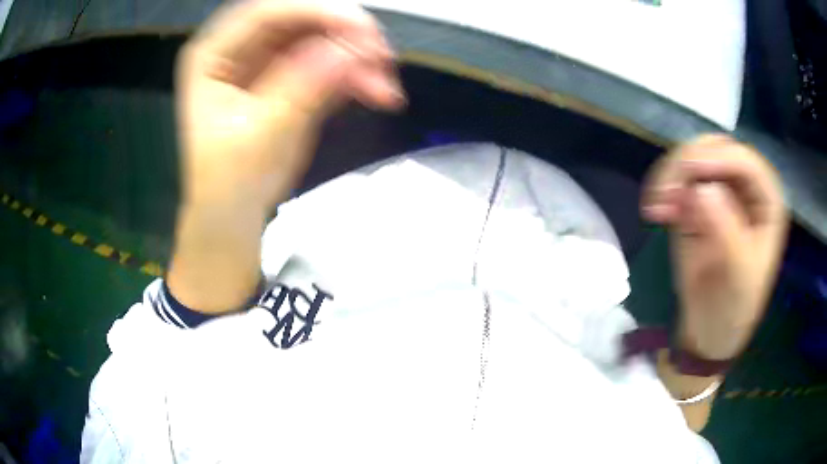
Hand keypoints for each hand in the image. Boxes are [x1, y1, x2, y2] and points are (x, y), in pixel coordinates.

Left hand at [168, 0, 403, 312]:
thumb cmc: (231, 181)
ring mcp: (269, 62)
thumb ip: (303, 87)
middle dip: (344, 35)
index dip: (315, 12)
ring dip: (358, 59)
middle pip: (299, 21)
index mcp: (213, 56)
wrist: (236, 214)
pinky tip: (378, 93)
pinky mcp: (293, 78)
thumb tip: (350, 49)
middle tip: (381, 56)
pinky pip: (330, 64)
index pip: (264, 15)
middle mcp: (241, 49)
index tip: (361, 28)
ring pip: (321, 40)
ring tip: (385, 87)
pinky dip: (356, 76)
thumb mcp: (261, 134)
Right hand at [642, 135, 788, 359]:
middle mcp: (744, 187)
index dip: (719, 159)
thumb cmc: (734, 307)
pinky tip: (656, 212)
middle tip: (667, 192)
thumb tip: (702, 190)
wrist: (709, 329)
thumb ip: (727, 232)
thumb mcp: (738, 276)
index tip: (690, 173)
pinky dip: (662, 188)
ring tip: (657, 208)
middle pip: (715, 150)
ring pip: (691, 157)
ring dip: (670, 175)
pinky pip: (676, 179)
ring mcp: (718, 191)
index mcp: (766, 202)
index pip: (746, 163)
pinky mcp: (695, 201)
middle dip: (688, 164)